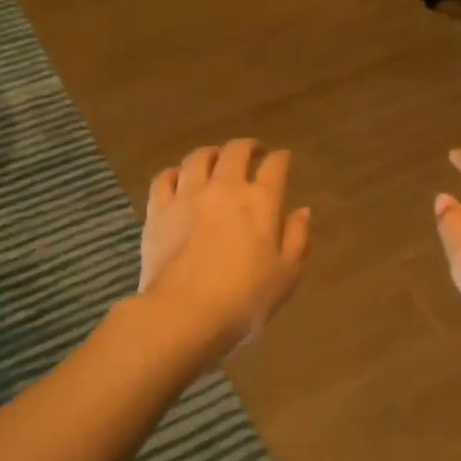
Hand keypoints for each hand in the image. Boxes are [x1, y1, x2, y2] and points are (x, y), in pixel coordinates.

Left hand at [139, 139, 310, 356]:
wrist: (183, 313)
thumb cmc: (244, 299)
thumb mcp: (286, 275)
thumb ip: (297, 238)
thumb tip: (302, 211)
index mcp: (261, 201)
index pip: (275, 166)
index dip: (281, 159)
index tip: (283, 159)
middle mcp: (224, 188)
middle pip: (235, 151)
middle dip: (247, 147)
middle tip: (253, 152)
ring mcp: (187, 196)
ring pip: (198, 157)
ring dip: (211, 153)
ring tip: (216, 158)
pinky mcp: (158, 210)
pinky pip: (165, 178)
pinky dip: (176, 172)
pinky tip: (179, 178)